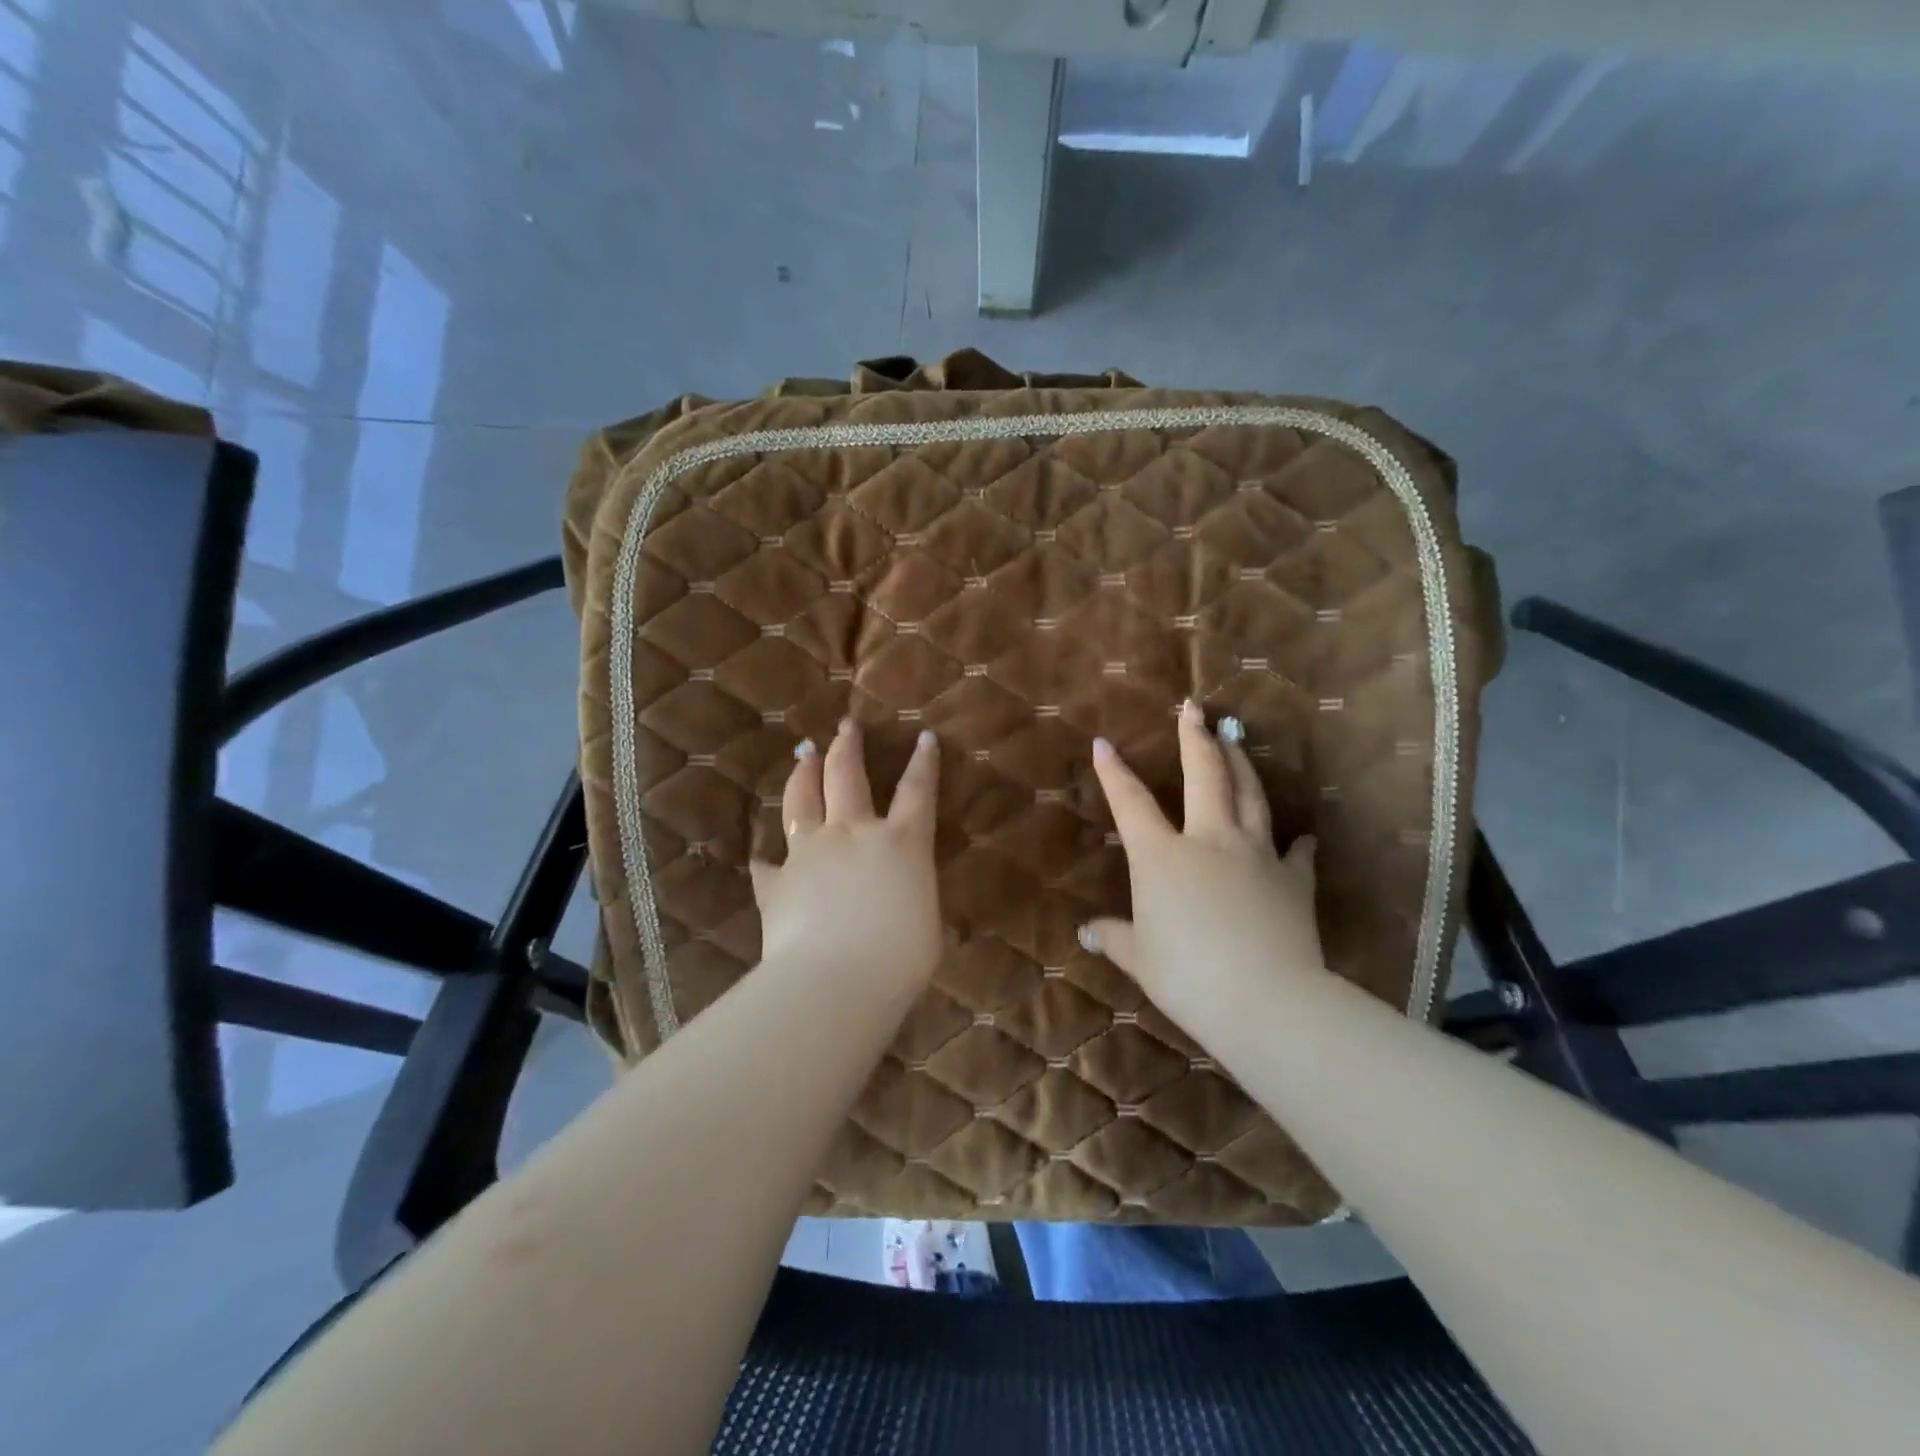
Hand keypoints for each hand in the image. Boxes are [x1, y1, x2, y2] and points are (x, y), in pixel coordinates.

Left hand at [749, 719, 942, 985]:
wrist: (835, 980)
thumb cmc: (900, 957)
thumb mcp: (925, 924)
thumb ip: (912, 897)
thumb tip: (903, 897)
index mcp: (901, 842)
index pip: (918, 791)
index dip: (924, 762)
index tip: (923, 736)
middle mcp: (853, 833)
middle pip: (847, 775)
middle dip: (847, 746)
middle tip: (846, 725)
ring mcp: (810, 852)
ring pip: (802, 800)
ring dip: (803, 773)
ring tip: (803, 753)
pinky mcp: (777, 882)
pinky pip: (768, 864)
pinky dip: (768, 858)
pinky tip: (763, 856)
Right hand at [1082, 699, 1324, 1028]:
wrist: (1265, 999)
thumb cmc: (1187, 976)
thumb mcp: (1139, 958)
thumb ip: (1114, 938)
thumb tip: (1087, 932)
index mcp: (1161, 856)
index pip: (1131, 803)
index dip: (1114, 772)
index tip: (1104, 743)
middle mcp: (1209, 840)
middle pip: (1204, 776)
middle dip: (1195, 739)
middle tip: (1193, 708)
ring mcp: (1256, 855)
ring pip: (1250, 796)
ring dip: (1240, 764)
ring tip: (1234, 739)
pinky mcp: (1293, 880)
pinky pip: (1296, 853)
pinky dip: (1298, 841)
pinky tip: (1303, 835)